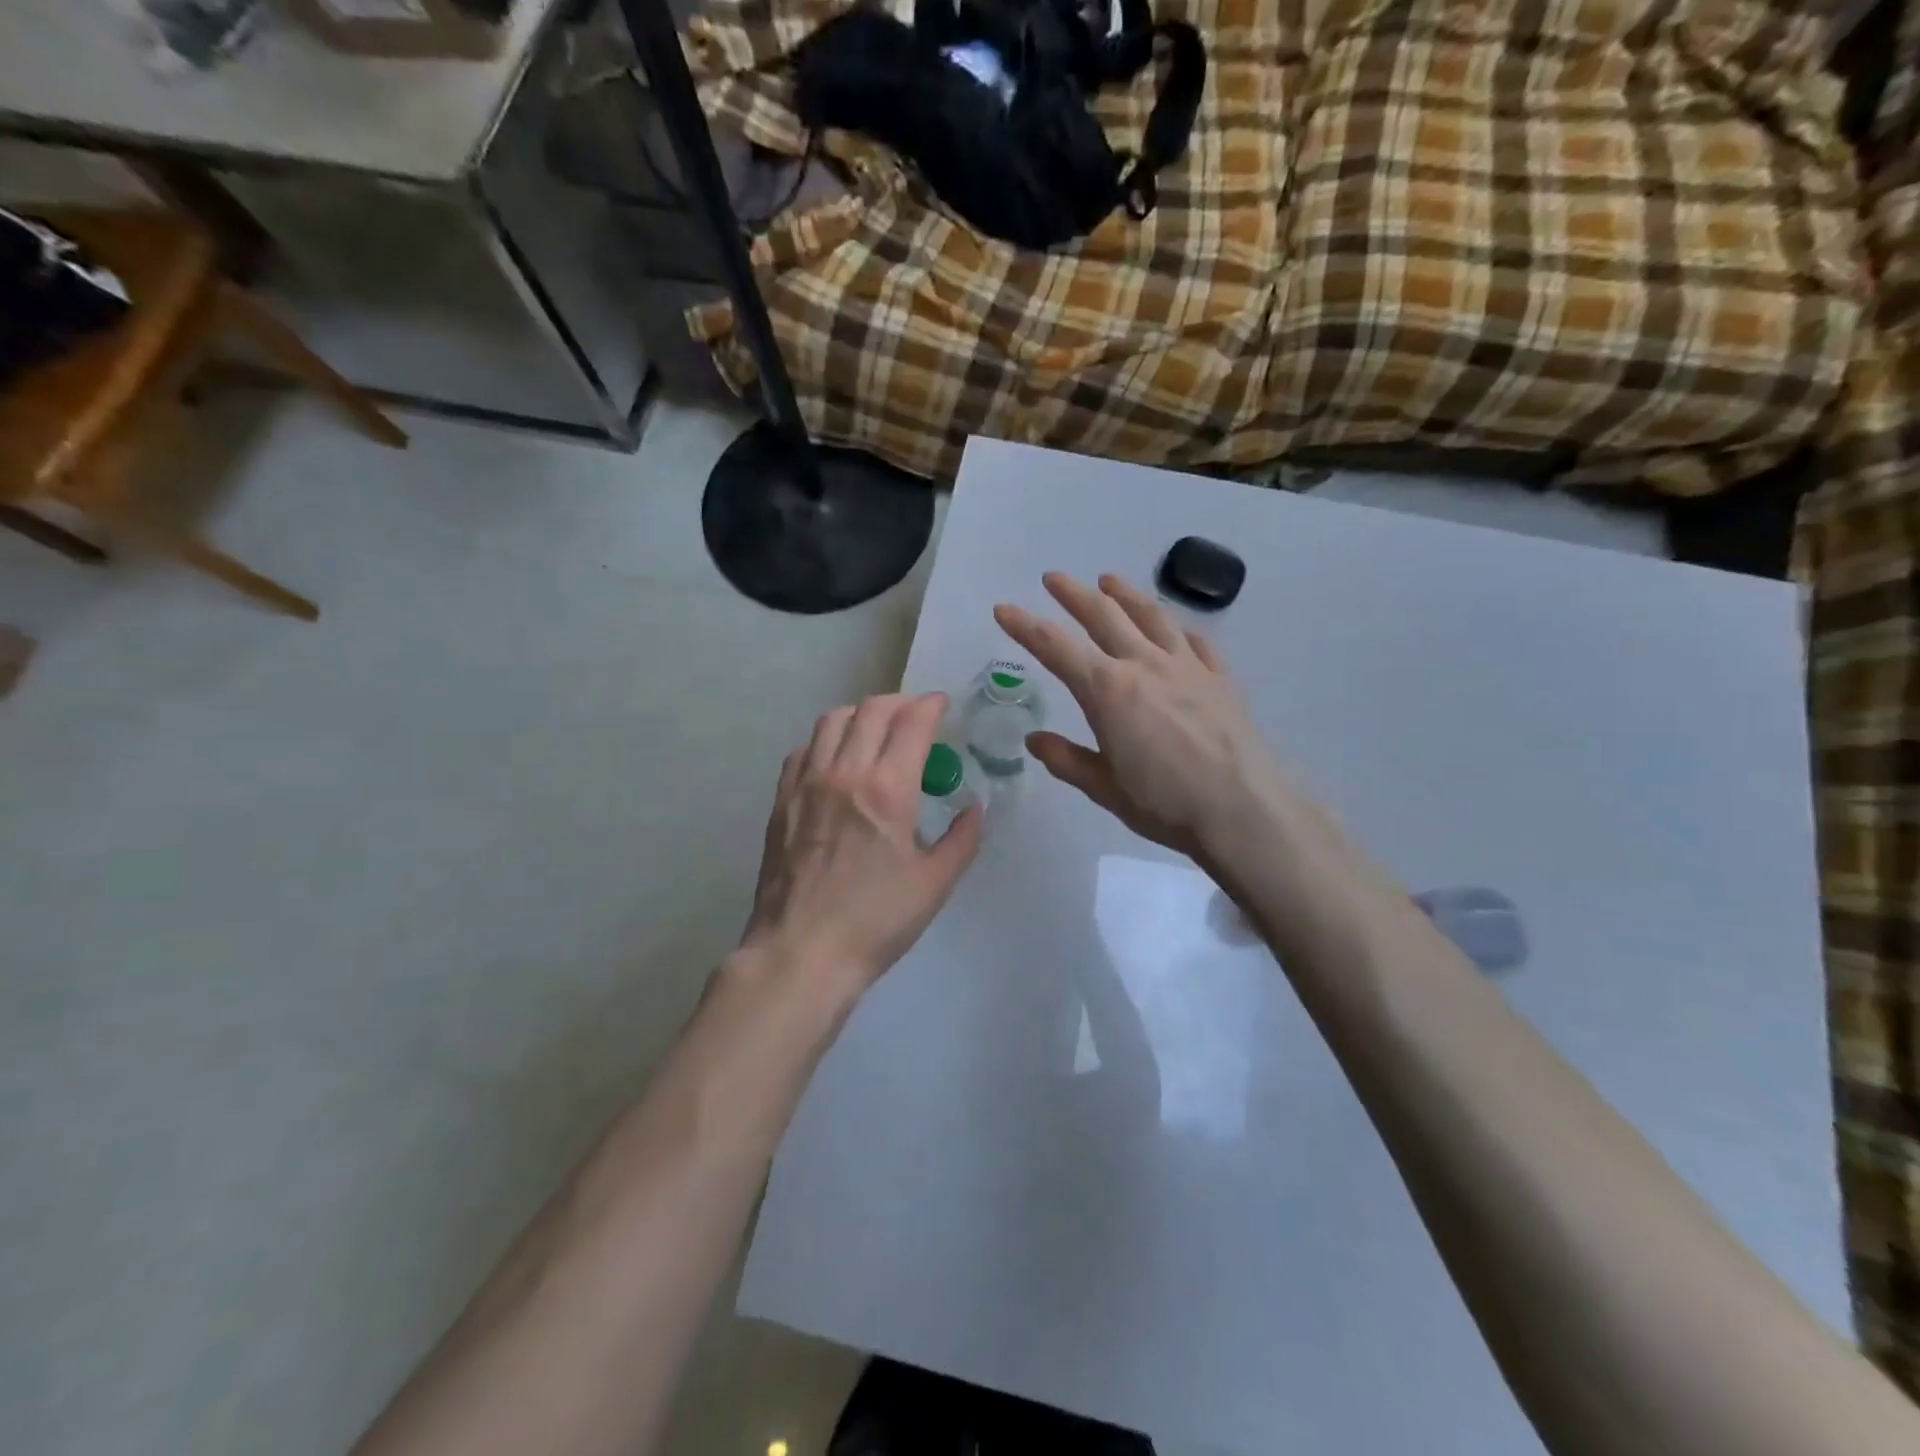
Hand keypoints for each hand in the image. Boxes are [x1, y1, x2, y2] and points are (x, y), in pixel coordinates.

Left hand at [740, 692, 983, 994]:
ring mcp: (807, 782)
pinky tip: (837, 760)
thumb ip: (962, 839)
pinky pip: (804, 748)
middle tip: (916, 715)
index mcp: (887, 789)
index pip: (912, 722)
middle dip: (900, 702)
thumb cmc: (875, 921)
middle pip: (872, 710)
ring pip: (832, 720)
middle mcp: (844, 772)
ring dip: (861, 714)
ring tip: (877, 731)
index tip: (943, 705)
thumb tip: (974, 809)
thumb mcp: (934, 884)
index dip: (931, 705)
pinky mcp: (783, 799)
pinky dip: (827, 740)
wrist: (802, 951)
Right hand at [994, 573, 1288, 859]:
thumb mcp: (1104, 788)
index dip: (1025, 626)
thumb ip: (1067, 760)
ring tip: (1109, 580)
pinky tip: (1176, 629)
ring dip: (1126, 594)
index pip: (1055, 647)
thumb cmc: (1165, 803)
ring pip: (1151, 616)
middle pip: (1103, 616)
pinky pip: (1196, 642)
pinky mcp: (1220, 678)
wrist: (1243, 810)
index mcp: (1108, 691)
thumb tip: (1034, 740)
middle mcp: (1144, 665)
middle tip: (1053, 578)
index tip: (1003, 609)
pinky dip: (1179, 630)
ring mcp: (1187, 666)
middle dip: (1073, 594)